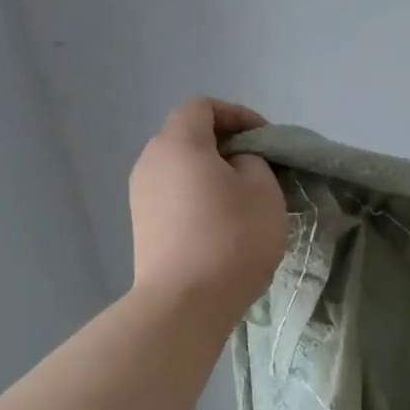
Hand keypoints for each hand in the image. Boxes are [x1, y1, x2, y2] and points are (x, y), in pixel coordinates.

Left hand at [128, 99, 287, 326]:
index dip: (238, 115)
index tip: (267, 140)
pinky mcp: (144, 227)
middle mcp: (151, 162)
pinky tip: (225, 226)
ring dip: (214, 175)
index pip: (203, 107)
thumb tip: (236, 164)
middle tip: (262, 169)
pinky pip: (176, 196)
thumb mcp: (264, 189)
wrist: (185, 302)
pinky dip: (200, 198)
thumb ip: (253, 161)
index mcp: (178, 143)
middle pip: (189, 137)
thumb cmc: (232, 237)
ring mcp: (141, 196)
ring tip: (246, 200)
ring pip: (182, 169)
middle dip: (228, 145)